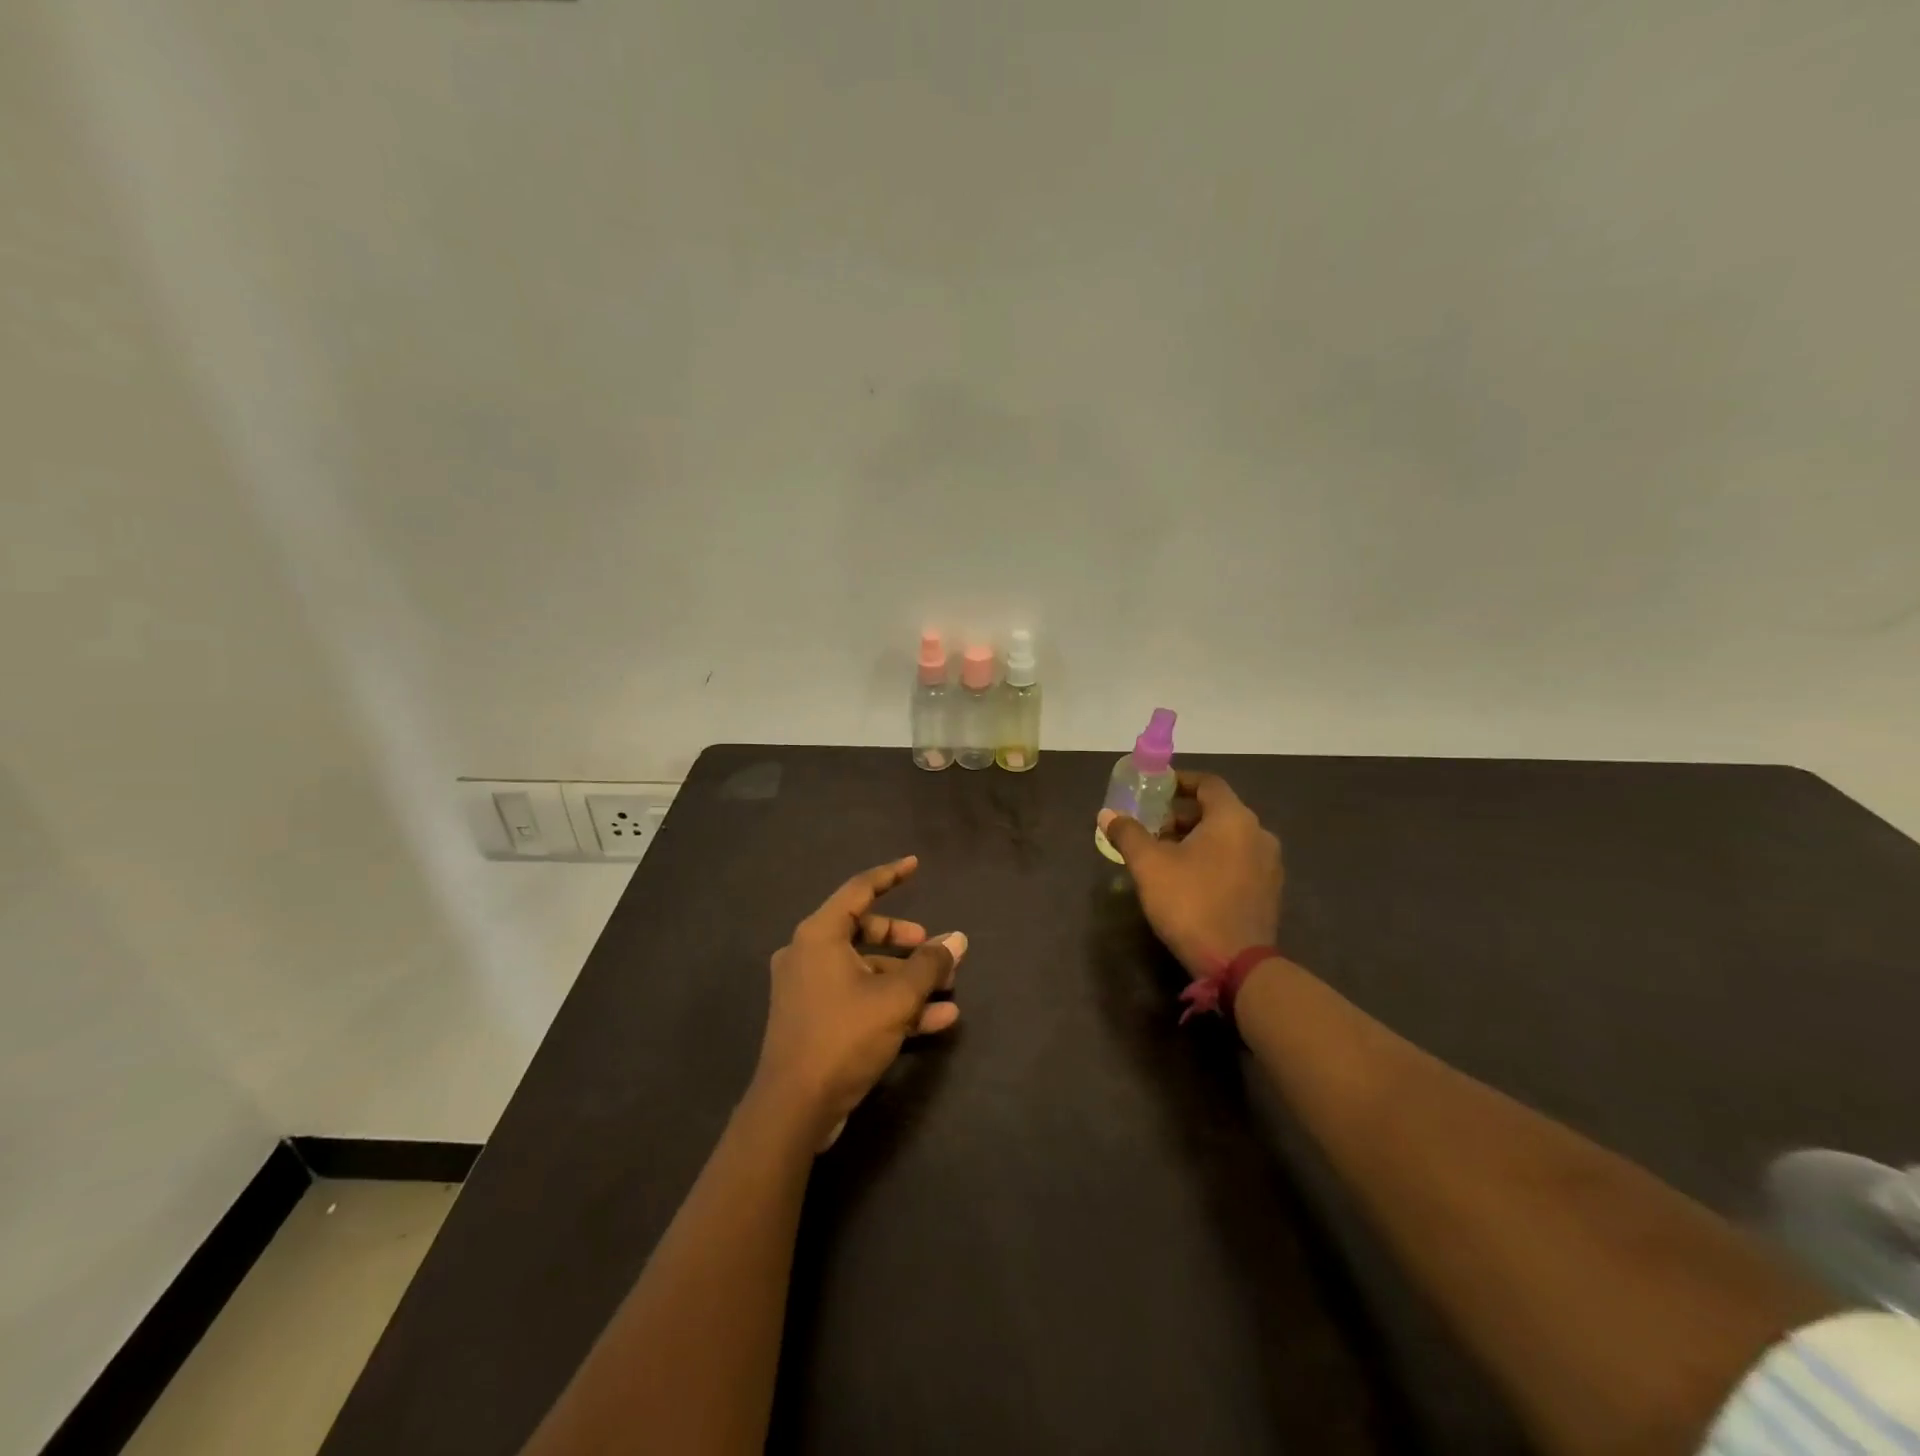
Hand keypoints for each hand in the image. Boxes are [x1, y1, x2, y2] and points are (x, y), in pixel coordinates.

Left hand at [753, 855, 965, 1149]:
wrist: (793, 1109)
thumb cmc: (843, 1037)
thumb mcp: (895, 998)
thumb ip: (929, 965)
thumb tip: (957, 940)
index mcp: (819, 935)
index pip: (859, 890)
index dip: (890, 875)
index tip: (915, 864)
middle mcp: (808, 954)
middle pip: (864, 931)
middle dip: (905, 940)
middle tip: (933, 946)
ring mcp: (808, 989)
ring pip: (865, 970)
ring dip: (906, 978)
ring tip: (947, 990)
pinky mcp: (814, 1020)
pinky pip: (859, 998)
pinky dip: (892, 1003)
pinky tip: (936, 1020)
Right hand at [1098, 772, 1282, 978]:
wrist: (1237, 964)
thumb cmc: (1191, 903)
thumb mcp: (1149, 865)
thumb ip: (1128, 833)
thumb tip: (1107, 813)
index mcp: (1233, 818)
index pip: (1207, 783)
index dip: (1179, 782)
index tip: (1155, 789)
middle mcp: (1258, 833)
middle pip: (1217, 810)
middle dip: (1182, 815)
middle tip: (1152, 827)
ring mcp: (1269, 863)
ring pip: (1228, 837)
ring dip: (1197, 838)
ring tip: (1165, 854)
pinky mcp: (1269, 890)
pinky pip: (1238, 860)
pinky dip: (1214, 858)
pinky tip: (1190, 879)